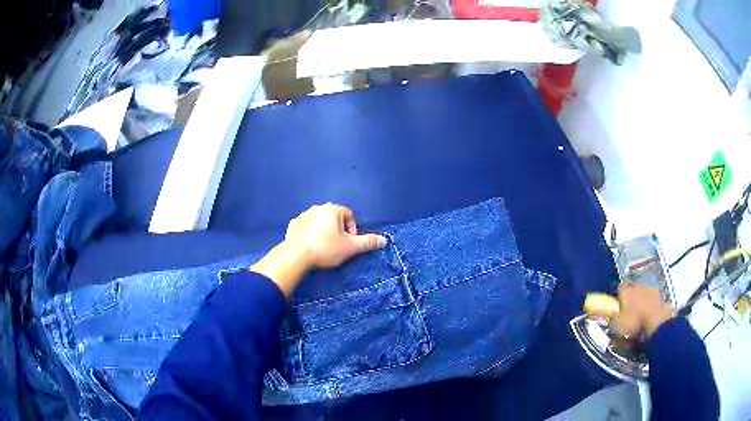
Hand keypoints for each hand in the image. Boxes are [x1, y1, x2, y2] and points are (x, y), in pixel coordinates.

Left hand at [284, 203, 386, 267]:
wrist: (297, 255)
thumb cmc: (326, 249)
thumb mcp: (350, 247)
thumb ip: (368, 242)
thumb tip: (384, 240)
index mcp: (333, 209)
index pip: (349, 216)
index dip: (352, 230)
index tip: (348, 243)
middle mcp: (318, 208)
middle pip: (334, 218)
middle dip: (338, 231)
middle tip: (337, 247)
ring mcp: (303, 215)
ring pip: (319, 222)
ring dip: (324, 232)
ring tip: (323, 248)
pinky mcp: (293, 224)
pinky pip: (306, 227)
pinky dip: (310, 234)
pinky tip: (310, 247)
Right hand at [612, 283, 674, 337]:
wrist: (656, 321)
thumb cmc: (635, 323)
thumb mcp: (617, 327)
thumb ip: (613, 321)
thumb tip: (611, 317)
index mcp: (626, 291)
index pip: (620, 289)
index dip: (619, 297)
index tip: (618, 307)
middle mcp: (637, 285)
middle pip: (633, 289)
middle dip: (631, 298)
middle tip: (630, 311)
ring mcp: (650, 288)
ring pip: (643, 292)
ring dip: (642, 300)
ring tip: (641, 314)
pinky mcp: (660, 294)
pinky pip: (652, 298)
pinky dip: (651, 305)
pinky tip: (650, 315)